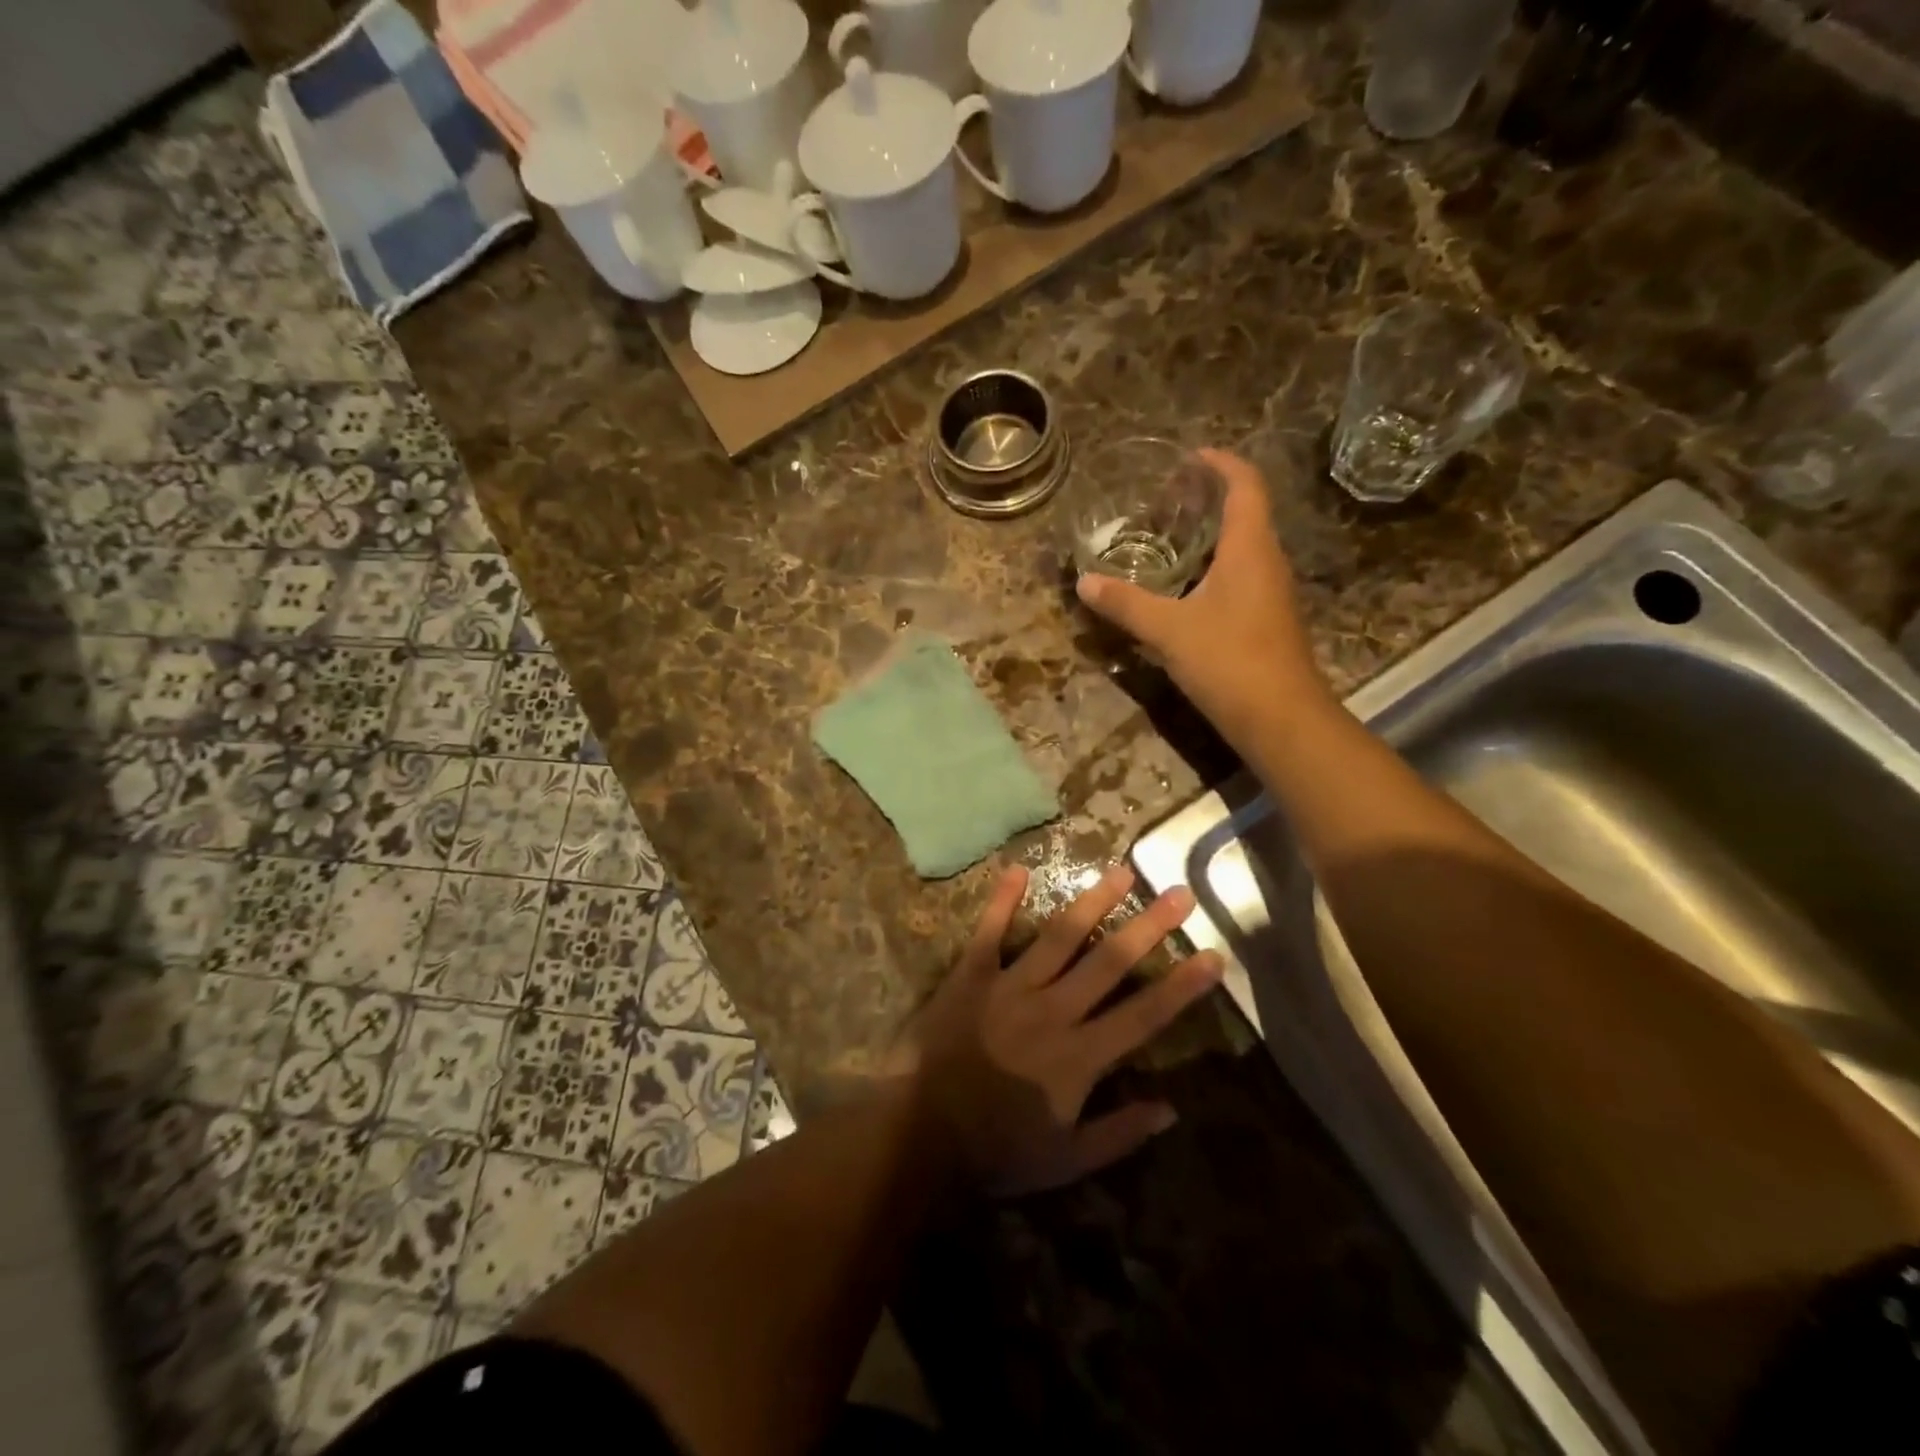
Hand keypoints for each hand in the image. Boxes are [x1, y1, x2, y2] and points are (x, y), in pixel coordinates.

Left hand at [904, 863, 1223, 1195]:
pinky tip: (1017, 869)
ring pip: (1059, 937)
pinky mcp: (971, 976)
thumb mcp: (1066, 1160)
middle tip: (1178, 893)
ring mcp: (1010, 986)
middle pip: (1108, 962)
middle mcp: (1052, 1010)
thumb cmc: (996, 1151)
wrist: (920, 1133)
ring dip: (1092, 903)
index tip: (1213, 955)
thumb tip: (1171, 1109)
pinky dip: (1002, 901)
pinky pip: (989, 932)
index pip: (1144, 1015)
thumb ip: (1119, 1133)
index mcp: (1079, 1056)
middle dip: (1148, 926)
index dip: (1181, 986)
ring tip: (1121, 872)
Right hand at [1076, 448, 1331, 750]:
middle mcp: (1267, 562)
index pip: (1246, 485)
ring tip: (1168, 536)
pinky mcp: (1266, 621)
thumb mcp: (1169, 630)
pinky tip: (1183, 587)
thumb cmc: (1229, 661)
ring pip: (1242, 548)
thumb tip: (1084, 582)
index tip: (1190, 456)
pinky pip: (1240, 577)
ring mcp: (1270, 594)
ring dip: (1210, 535)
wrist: (1281, 719)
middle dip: (1209, 498)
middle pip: (1245, 513)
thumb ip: (1126, 604)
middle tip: (1166, 497)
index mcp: (1250, 549)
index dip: (1221, 463)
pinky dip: (1213, 567)